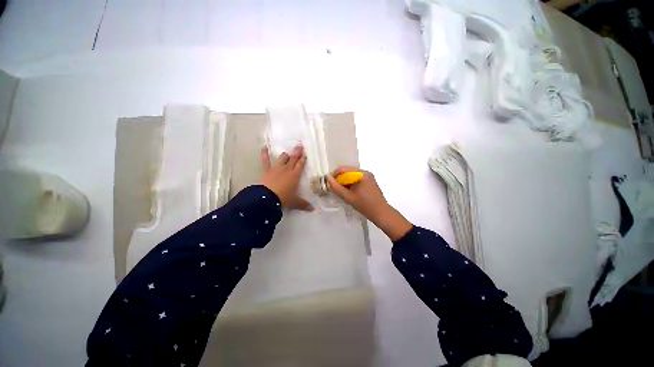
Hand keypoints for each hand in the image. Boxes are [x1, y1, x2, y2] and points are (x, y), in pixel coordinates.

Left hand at [259, 146, 313, 211]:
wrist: (267, 198)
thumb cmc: (283, 198)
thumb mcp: (295, 202)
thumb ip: (303, 204)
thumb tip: (313, 209)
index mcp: (295, 175)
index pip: (300, 165)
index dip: (303, 159)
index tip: (305, 155)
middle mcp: (287, 169)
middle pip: (293, 158)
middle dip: (297, 152)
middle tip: (299, 146)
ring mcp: (276, 168)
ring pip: (282, 158)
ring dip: (285, 155)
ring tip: (287, 153)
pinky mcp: (266, 170)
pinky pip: (265, 160)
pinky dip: (264, 154)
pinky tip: (264, 147)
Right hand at [326, 166, 411, 240]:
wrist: (381, 213)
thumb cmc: (364, 205)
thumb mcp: (348, 197)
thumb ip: (336, 187)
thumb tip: (327, 178)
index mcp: (361, 173)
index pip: (343, 169)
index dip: (334, 175)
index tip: (328, 183)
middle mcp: (365, 172)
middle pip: (347, 171)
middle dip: (339, 179)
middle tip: (333, 188)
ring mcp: (368, 176)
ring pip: (351, 176)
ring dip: (344, 182)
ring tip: (340, 191)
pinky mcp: (369, 181)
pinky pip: (356, 179)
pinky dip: (350, 184)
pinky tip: (348, 192)